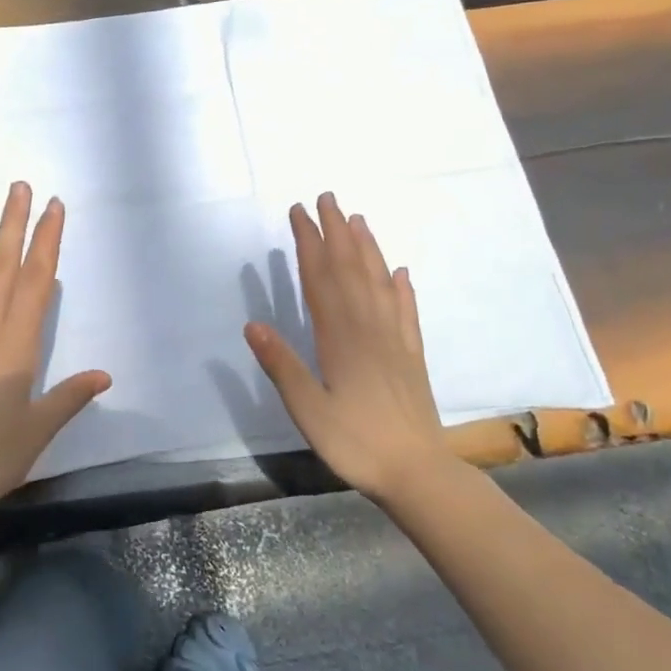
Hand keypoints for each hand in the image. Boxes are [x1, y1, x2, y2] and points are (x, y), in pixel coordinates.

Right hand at [244, 193, 445, 500]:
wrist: (417, 473)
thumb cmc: (355, 443)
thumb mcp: (308, 411)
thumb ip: (283, 367)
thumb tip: (253, 325)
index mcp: (340, 337)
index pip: (321, 278)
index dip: (310, 243)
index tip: (299, 212)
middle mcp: (368, 328)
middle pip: (351, 269)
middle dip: (337, 231)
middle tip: (327, 198)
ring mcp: (394, 339)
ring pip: (379, 282)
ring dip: (368, 248)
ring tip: (358, 220)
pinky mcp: (412, 355)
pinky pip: (406, 311)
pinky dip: (402, 288)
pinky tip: (400, 273)